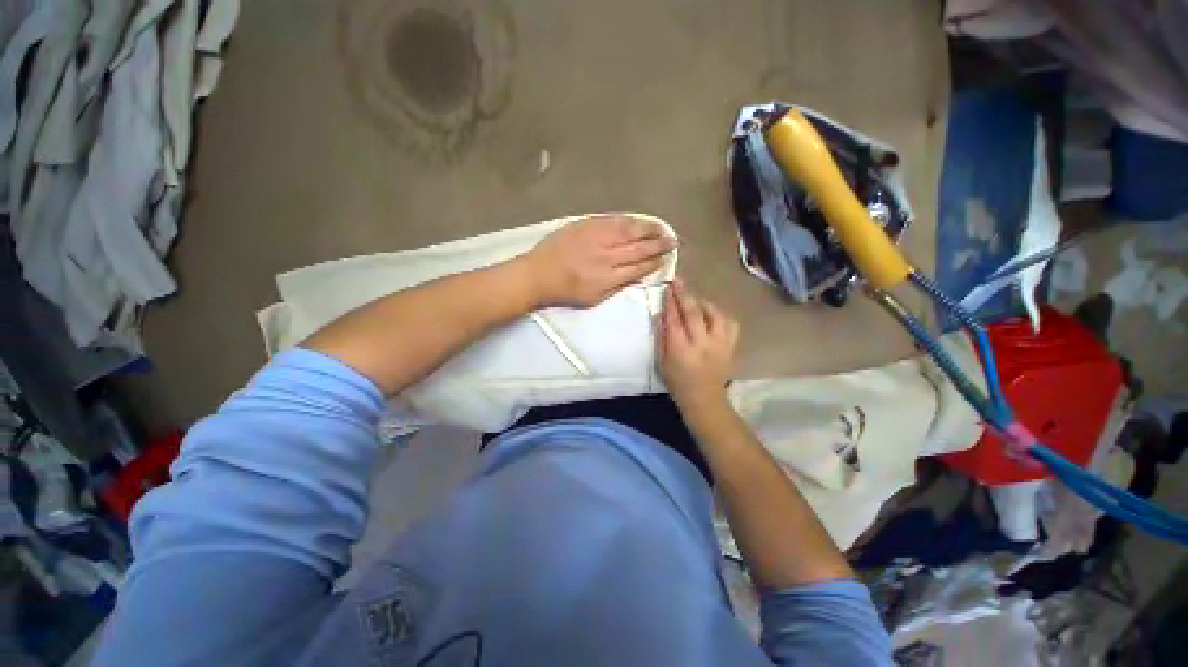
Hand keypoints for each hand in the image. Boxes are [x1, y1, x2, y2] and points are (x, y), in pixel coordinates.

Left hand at [524, 214, 675, 307]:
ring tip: (661, 227)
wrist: (538, 274)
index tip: (666, 258)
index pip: (639, 267)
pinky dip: (628, 220)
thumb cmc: (566, 292)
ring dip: (648, 228)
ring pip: (629, 230)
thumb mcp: (594, 299)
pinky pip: (613, 220)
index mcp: (608, 277)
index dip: (655, 262)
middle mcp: (606, 256)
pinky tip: (637, 220)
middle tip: (672, 240)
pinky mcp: (586, 225)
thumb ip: (617, 287)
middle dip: (658, 244)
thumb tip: (637, 275)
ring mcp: (596, 237)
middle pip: (639, 247)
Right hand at [658, 279, 738, 410]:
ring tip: (695, 298)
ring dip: (703, 302)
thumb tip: (660, 314)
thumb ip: (661, 337)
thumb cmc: (678, 383)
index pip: (674, 320)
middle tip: (678, 281)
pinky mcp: (731, 346)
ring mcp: (720, 344)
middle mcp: (701, 344)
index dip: (670, 302)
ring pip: (714, 314)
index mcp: (681, 350)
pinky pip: (731, 324)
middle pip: (693, 313)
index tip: (667, 288)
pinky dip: (721, 315)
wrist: (705, 400)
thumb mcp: (662, 362)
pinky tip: (712, 314)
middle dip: (684, 294)